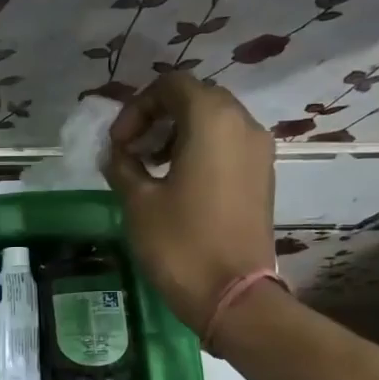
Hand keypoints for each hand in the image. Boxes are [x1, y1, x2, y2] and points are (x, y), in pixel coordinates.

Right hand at [104, 75, 276, 333]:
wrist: (232, 295)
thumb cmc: (180, 243)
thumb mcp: (138, 201)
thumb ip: (123, 166)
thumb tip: (116, 153)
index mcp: (212, 121)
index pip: (172, 85)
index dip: (138, 107)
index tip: (119, 143)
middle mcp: (243, 125)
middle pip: (196, 98)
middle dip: (157, 117)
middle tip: (131, 151)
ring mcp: (258, 151)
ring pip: (214, 121)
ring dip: (177, 133)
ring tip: (150, 168)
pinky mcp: (262, 176)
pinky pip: (227, 144)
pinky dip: (199, 150)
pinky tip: (176, 183)